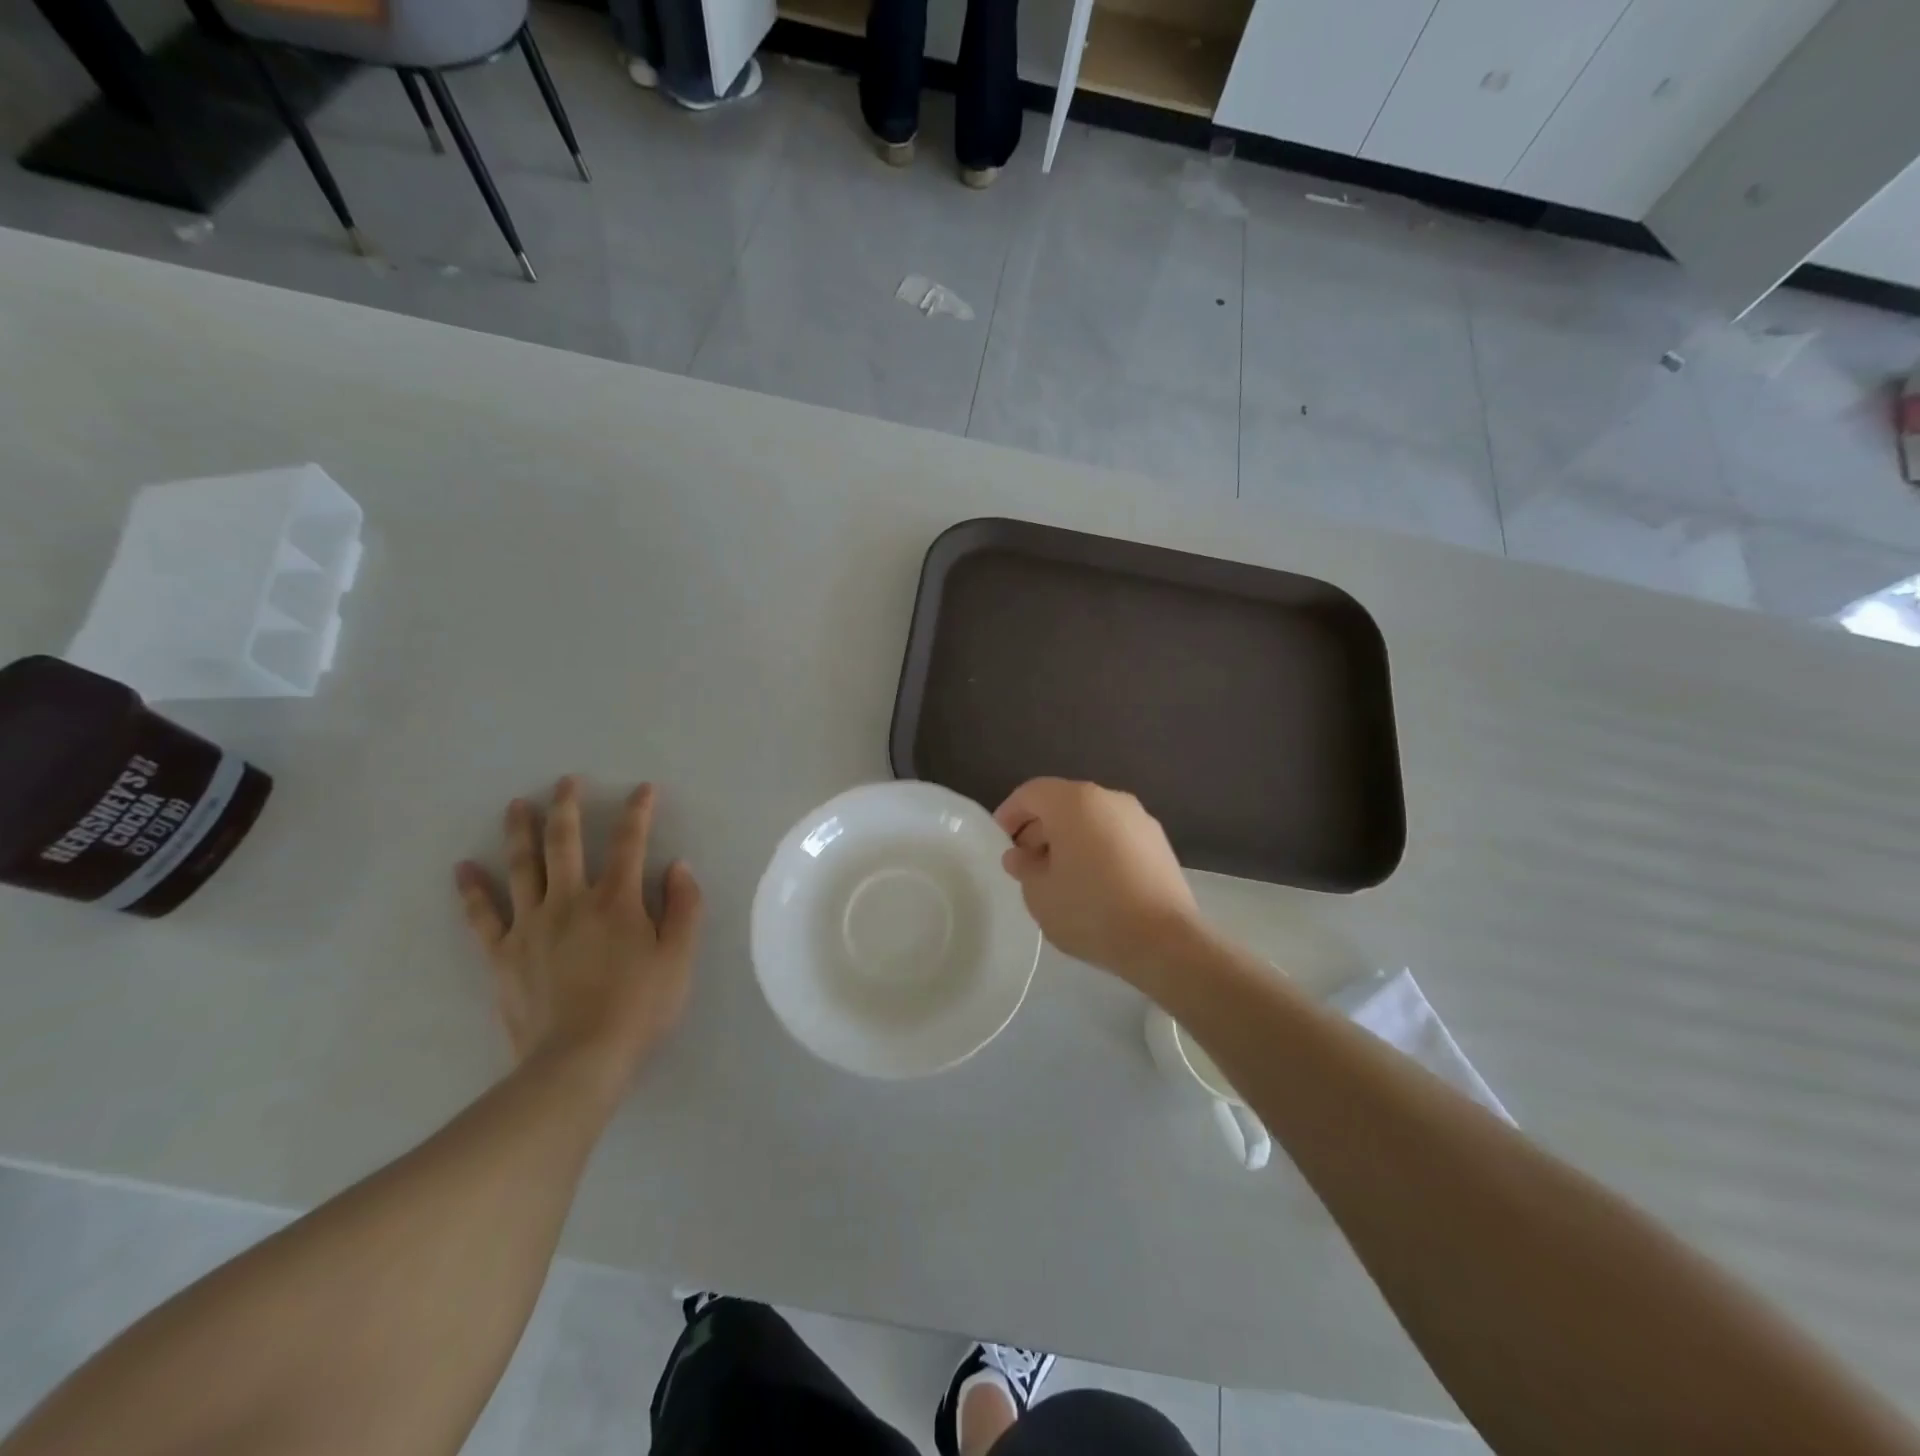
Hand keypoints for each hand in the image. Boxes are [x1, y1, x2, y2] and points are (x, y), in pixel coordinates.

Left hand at [455, 778, 702, 1087]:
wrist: (579, 1061)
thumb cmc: (639, 1008)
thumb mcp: (680, 958)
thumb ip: (683, 907)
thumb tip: (677, 866)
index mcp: (617, 901)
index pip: (629, 843)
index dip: (638, 812)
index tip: (643, 788)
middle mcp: (570, 901)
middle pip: (565, 843)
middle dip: (568, 807)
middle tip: (565, 781)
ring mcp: (531, 926)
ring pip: (522, 867)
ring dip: (520, 832)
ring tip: (516, 805)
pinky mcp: (503, 955)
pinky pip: (483, 915)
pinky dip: (472, 890)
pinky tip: (463, 867)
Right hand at [993, 777, 1202, 985]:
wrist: (1164, 940)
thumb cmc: (1090, 910)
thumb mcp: (1039, 893)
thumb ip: (1024, 867)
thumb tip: (1021, 855)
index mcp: (1075, 802)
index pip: (1032, 793)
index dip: (1010, 813)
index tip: (1001, 841)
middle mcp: (1109, 799)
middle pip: (1064, 803)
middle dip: (1040, 828)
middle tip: (1026, 862)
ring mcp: (1139, 819)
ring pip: (1092, 819)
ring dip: (1069, 839)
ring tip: (1058, 876)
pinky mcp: (1159, 843)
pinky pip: (1115, 835)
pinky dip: (1096, 848)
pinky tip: (1092, 883)